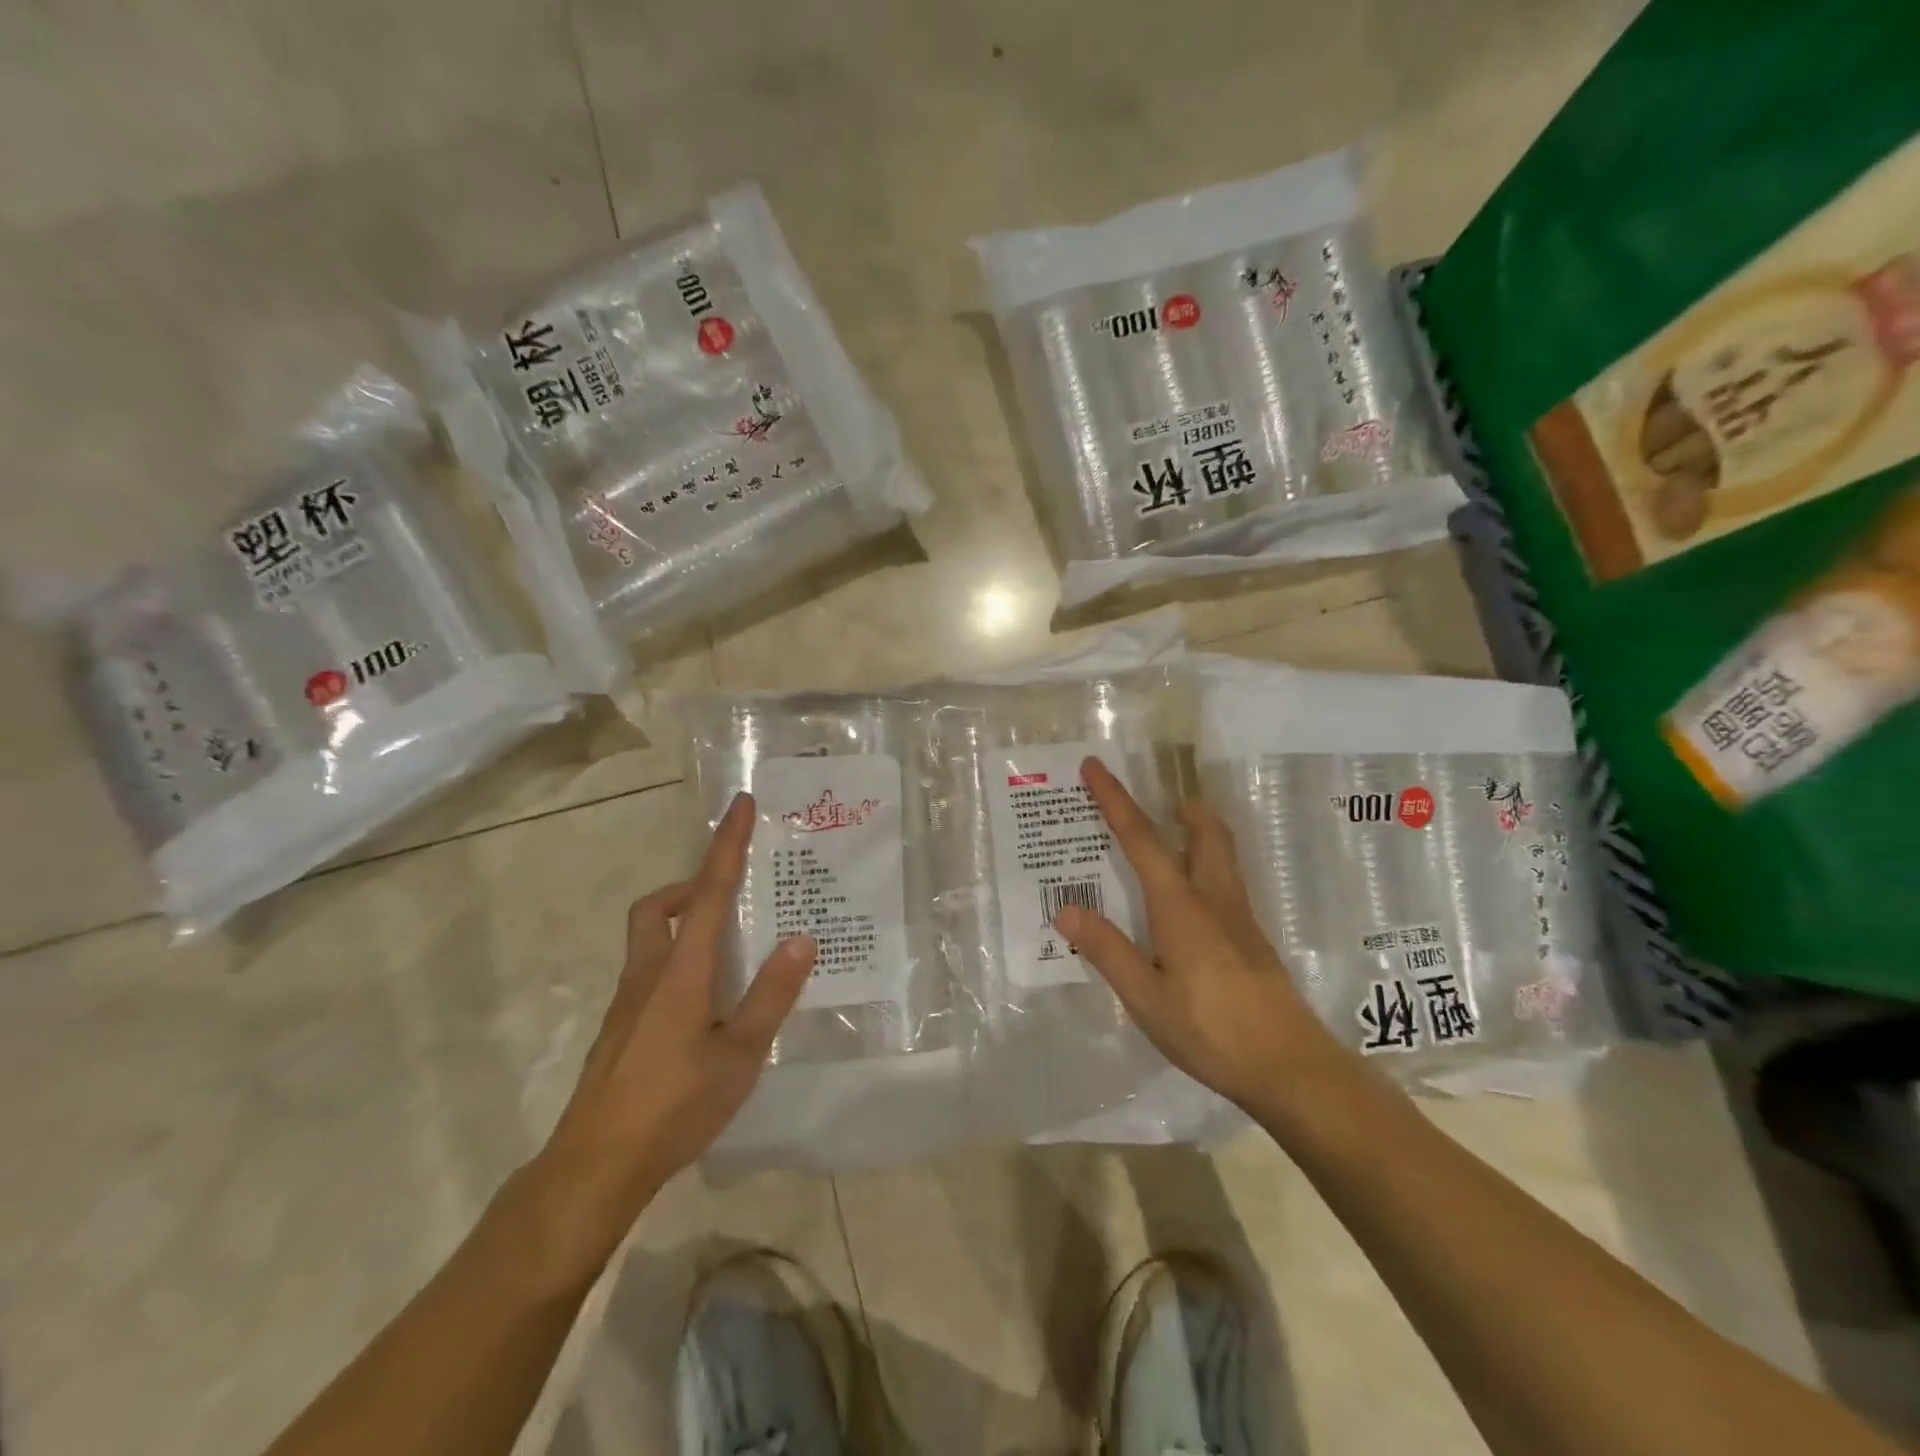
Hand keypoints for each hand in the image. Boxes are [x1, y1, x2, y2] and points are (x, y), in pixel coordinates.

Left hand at [522, 793, 813, 1276]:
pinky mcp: (621, 1029)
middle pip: (659, 907)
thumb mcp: (740, 1053)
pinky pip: (650, 971)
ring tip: (730, 951)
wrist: (595, 1166)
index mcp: (682, 970)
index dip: (726, 845)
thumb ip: (771, 994)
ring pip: (650, 939)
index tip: (739, 805)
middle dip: (692, 886)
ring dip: (684, 923)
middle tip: (731, 897)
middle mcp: (649, 973)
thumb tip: (801, 938)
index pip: (709, 891)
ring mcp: (628, 1002)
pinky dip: (678, 961)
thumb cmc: (674, 1105)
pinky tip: (706, 1005)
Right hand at [1053, 758, 1354, 1122]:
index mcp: (1181, 906)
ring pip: (1221, 853)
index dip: (1114, 800)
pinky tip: (1190, 898)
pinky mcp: (1252, 938)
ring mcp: (1239, 917)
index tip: (1095, 766)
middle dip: (1180, 807)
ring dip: (1198, 830)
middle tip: (1158, 799)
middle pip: (1204, 832)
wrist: (1291, 1068)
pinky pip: (1225, 880)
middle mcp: (1214, 898)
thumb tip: (1066, 908)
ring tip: (1173, 833)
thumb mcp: (1146, 998)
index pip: (1141, 839)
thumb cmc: (1211, 1032)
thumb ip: (1108, 950)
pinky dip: (1204, 863)